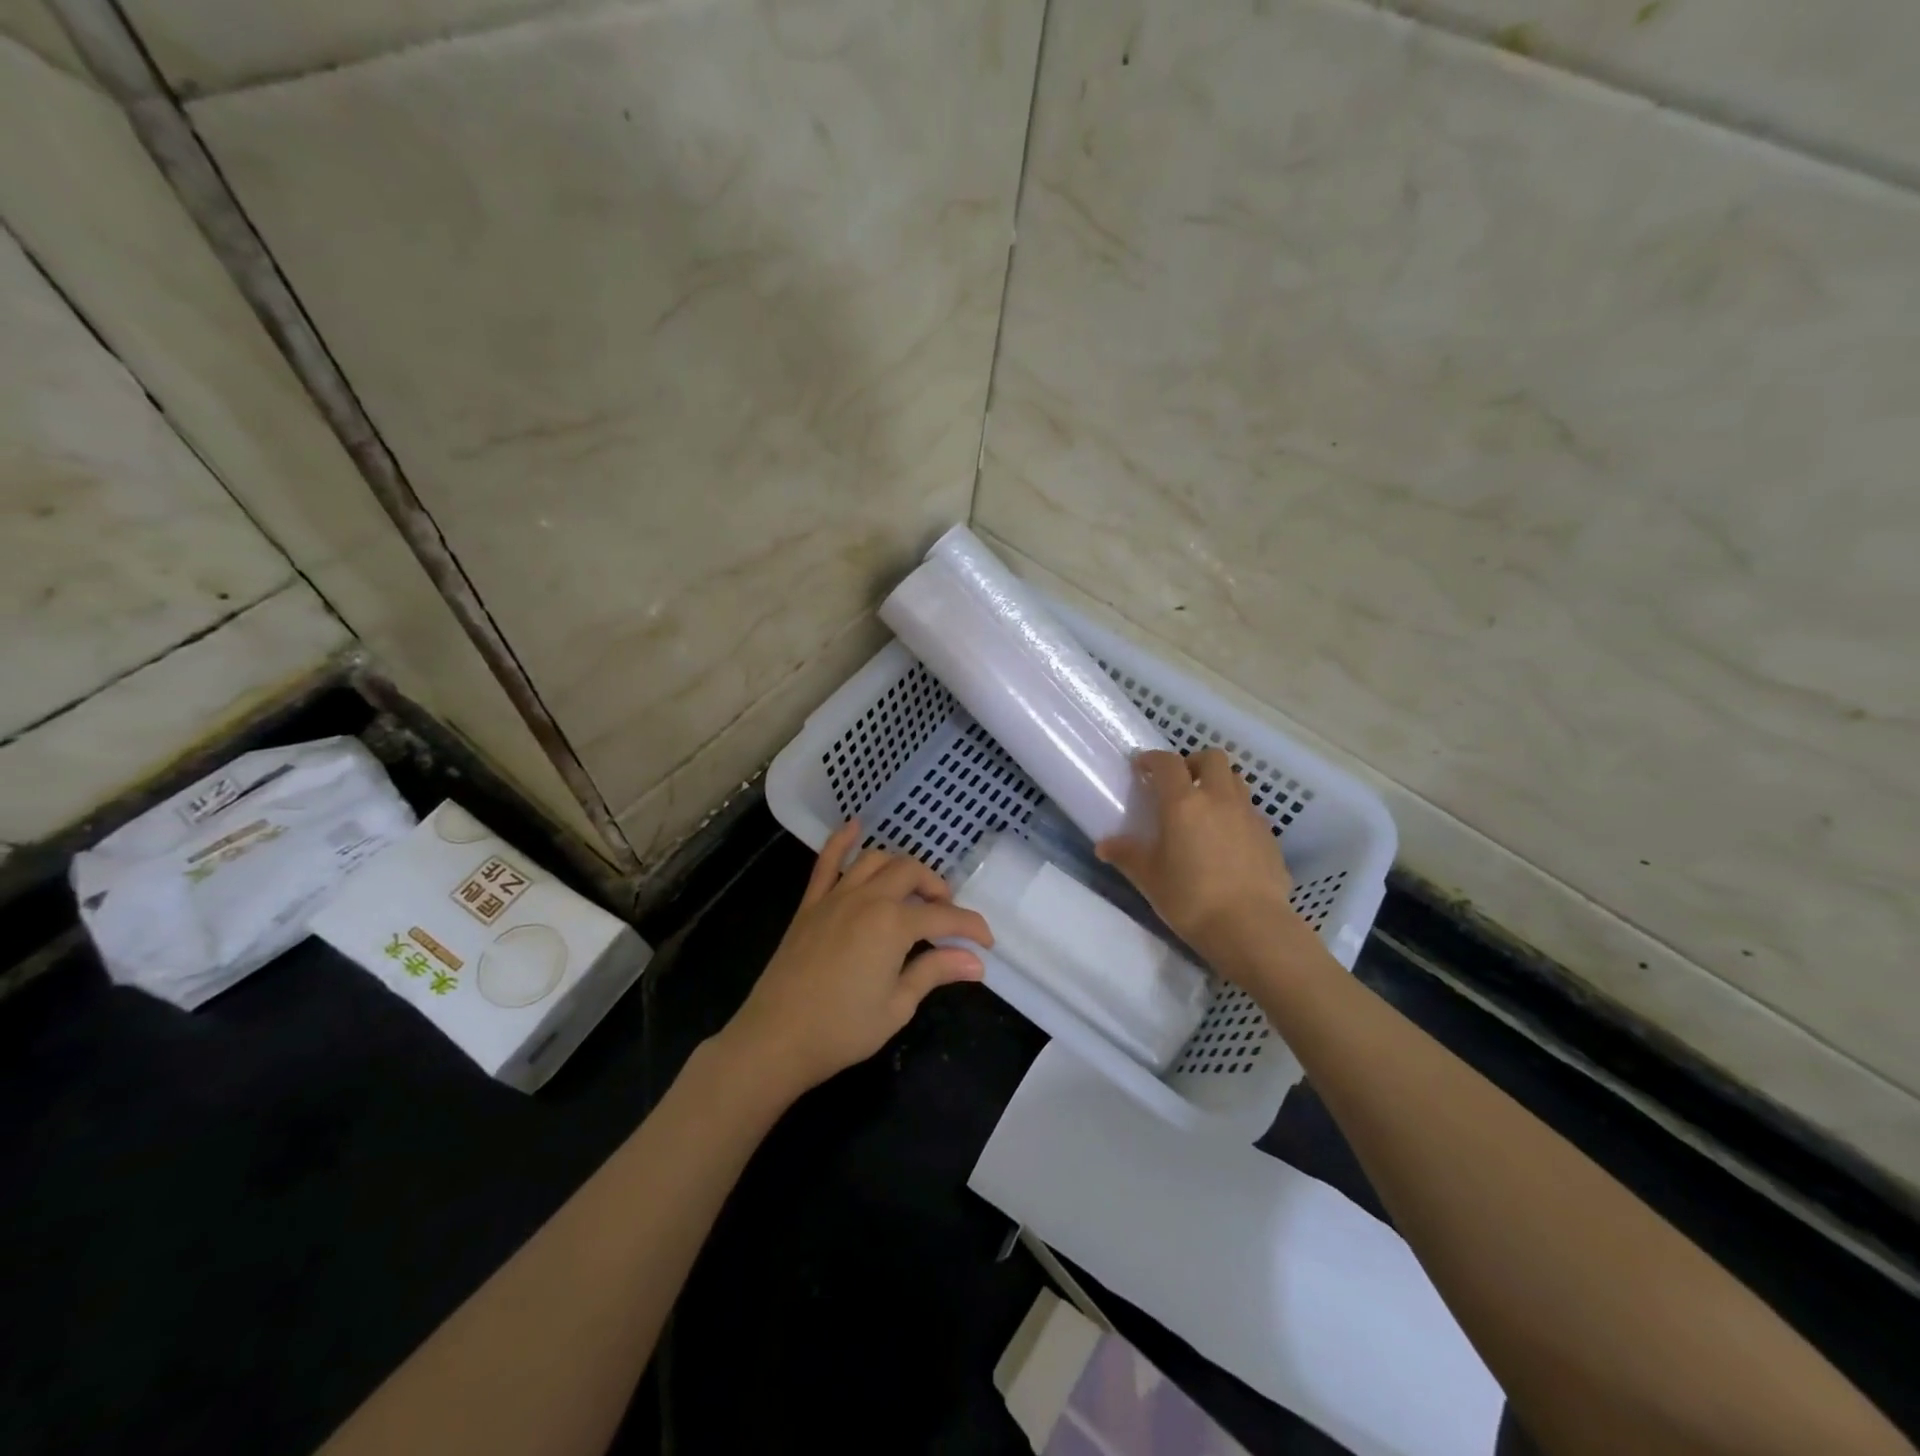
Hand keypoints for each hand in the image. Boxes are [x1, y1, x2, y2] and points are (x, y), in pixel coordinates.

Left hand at [719, 823, 992, 1100]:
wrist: (776, 1038)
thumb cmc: (842, 1029)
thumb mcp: (897, 1005)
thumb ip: (935, 972)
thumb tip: (975, 962)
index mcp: (893, 924)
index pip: (944, 915)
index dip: (970, 927)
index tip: (986, 942)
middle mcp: (867, 898)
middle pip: (912, 873)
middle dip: (936, 889)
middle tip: (945, 916)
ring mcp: (835, 896)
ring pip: (876, 860)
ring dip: (900, 867)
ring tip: (912, 889)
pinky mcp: (810, 904)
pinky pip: (826, 862)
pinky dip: (841, 841)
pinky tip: (854, 826)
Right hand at [1096, 748, 1298, 966]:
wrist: (1251, 928)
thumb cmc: (1190, 899)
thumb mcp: (1150, 878)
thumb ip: (1127, 855)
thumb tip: (1103, 846)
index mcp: (1184, 803)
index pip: (1167, 763)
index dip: (1152, 759)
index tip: (1142, 768)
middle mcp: (1219, 799)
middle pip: (1212, 758)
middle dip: (1193, 763)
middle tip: (1180, 784)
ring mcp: (1248, 816)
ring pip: (1236, 781)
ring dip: (1218, 785)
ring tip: (1204, 810)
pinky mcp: (1269, 836)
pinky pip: (1250, 811)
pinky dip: (1236, 814)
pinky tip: (1227, 842)